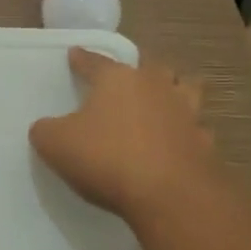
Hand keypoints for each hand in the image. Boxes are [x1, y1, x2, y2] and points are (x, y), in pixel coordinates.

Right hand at [29, 47, 219, 227]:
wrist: (169, 196)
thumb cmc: (107, 158)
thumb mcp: (56, 144)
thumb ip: (46, 130)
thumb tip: (46, 127)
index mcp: (117, 79)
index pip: (95, 61)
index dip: (82, 59)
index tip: (75, 54)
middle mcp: (155, 87)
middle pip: (150, 68)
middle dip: (139, 71)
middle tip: (128, 80)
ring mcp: (186, 113)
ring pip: (185, 89)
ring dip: (175, 91)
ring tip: (164, 99)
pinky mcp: (204, 143)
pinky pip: (196, 130)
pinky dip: (188, 133)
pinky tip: (179, 143)